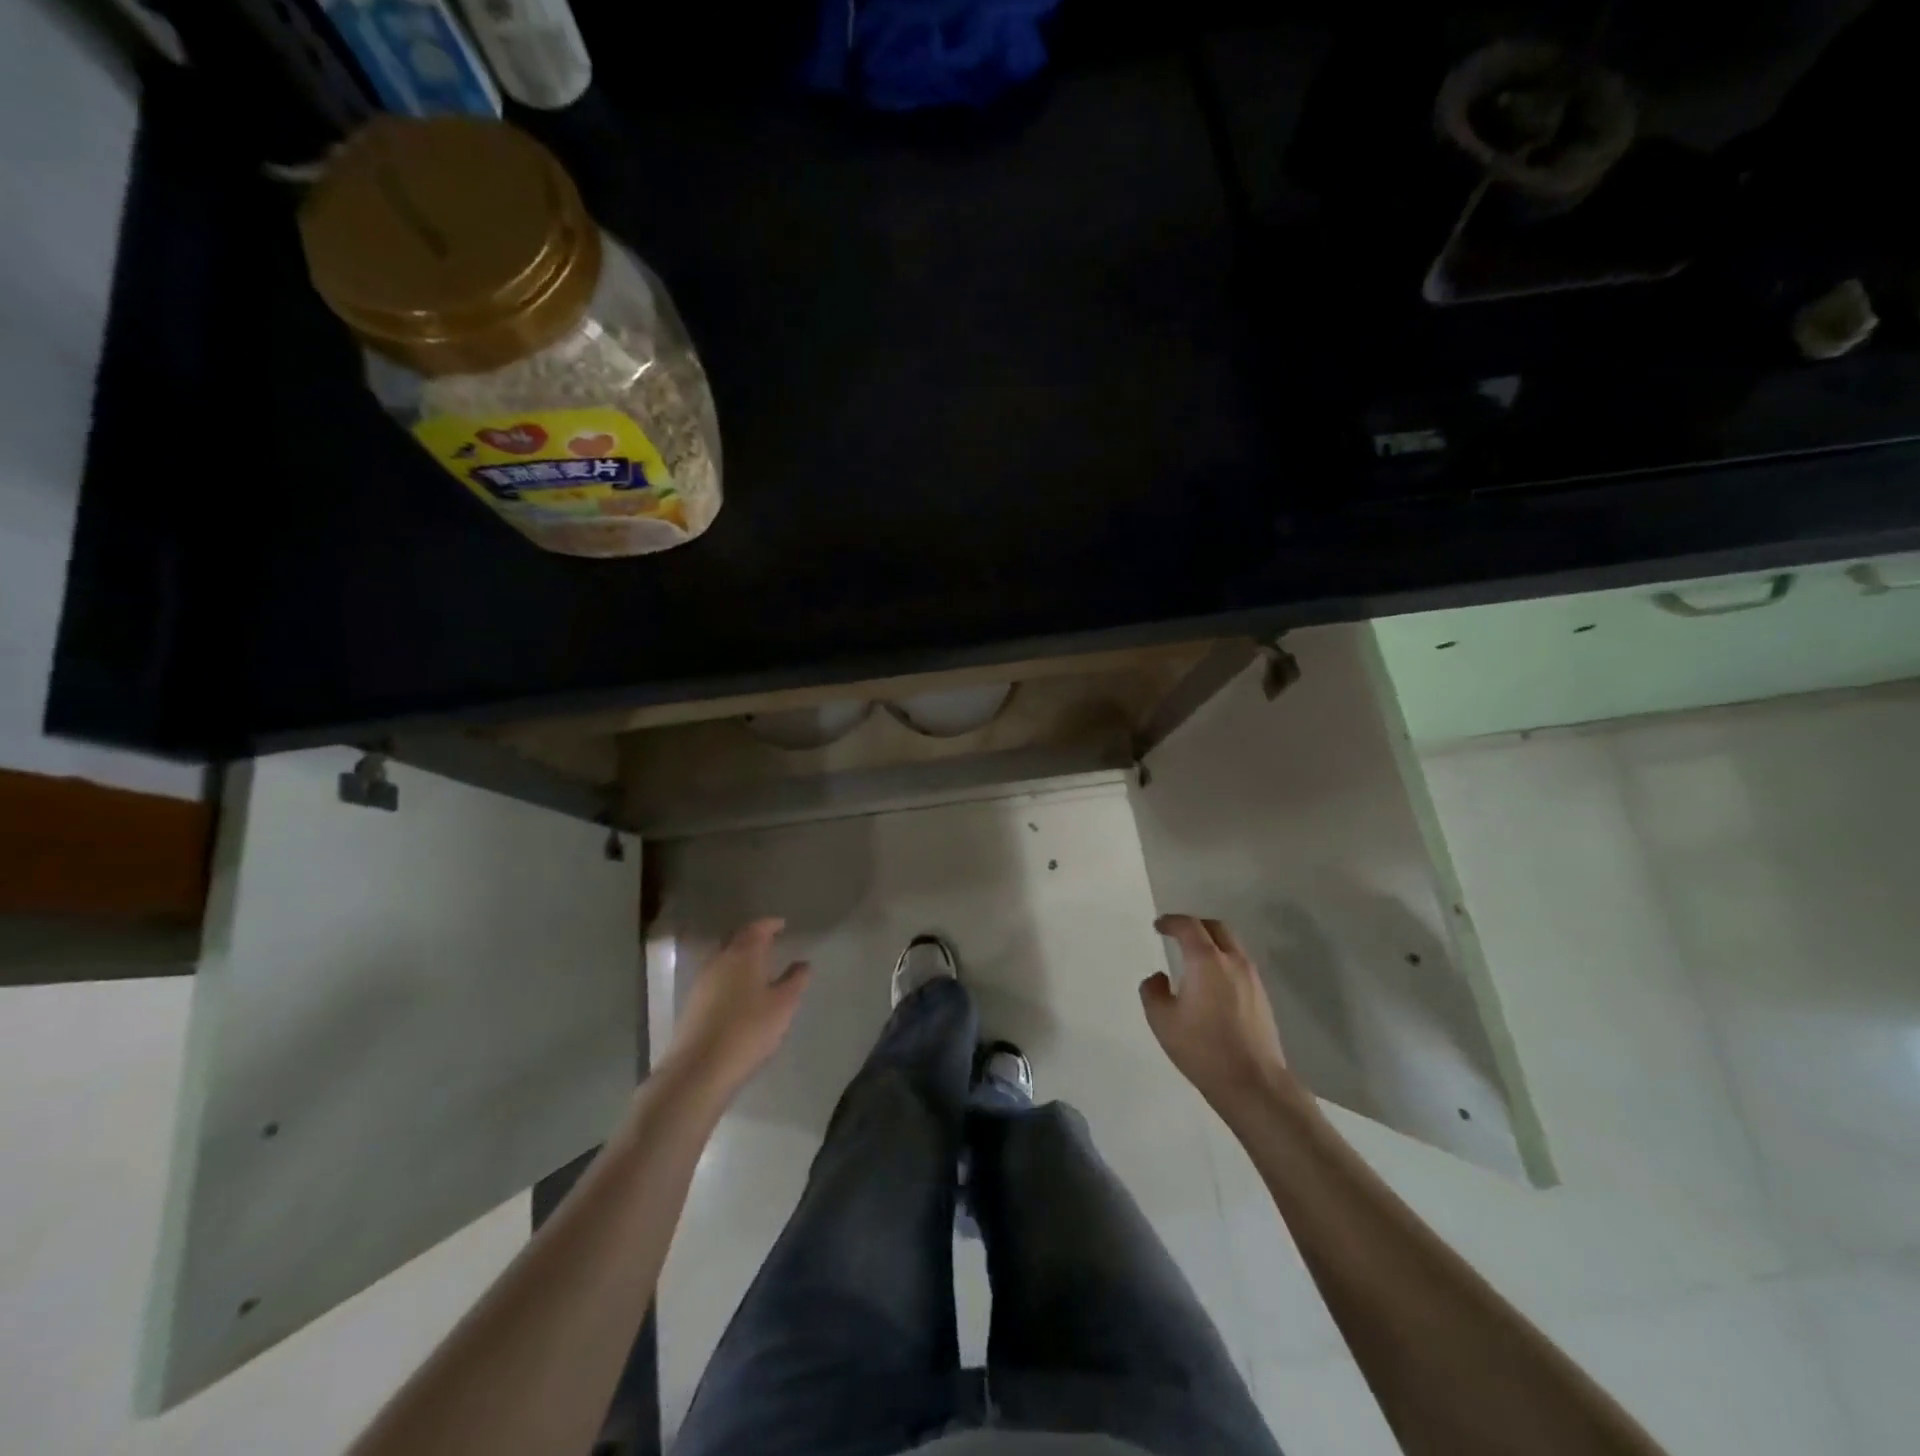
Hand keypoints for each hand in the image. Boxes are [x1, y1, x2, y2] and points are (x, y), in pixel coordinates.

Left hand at [662, 918, 810, 1101]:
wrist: (699, 1068)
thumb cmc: (748, 1030)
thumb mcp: (783, 1005)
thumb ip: (796, 980)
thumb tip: (802, 963)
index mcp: (744, 954)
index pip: (757, 928)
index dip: (770, 924)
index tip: (782, 925)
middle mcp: (720, 960)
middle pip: (736, 939)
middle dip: (753, 937)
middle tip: (770, 942)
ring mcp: (702, 981)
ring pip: (723, 958)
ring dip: (739, 957)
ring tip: (757, 968)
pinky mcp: (692, 1003)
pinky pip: (715, 977)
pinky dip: (729, 976)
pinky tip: (738, 992)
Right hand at [1141, 914, 1297, 1117]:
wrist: (1254, 1083)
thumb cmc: (1203, 1049)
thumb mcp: (1162, 1021)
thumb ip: (1153, 992)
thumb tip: (1159, 978)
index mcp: (1206, 960)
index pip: (1188, 926)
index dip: (1171, 922)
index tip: (1159, 926)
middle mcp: (1233, 961)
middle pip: (1215, 927)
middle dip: (1195, 925)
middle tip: (1177, 935)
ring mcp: (1252, 978)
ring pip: (1232, 945)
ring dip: (1212, 943)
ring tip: (1194, 959)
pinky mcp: (1263, 997)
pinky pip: (1240, 964)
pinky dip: (1224, 961)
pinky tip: (1213, 983)